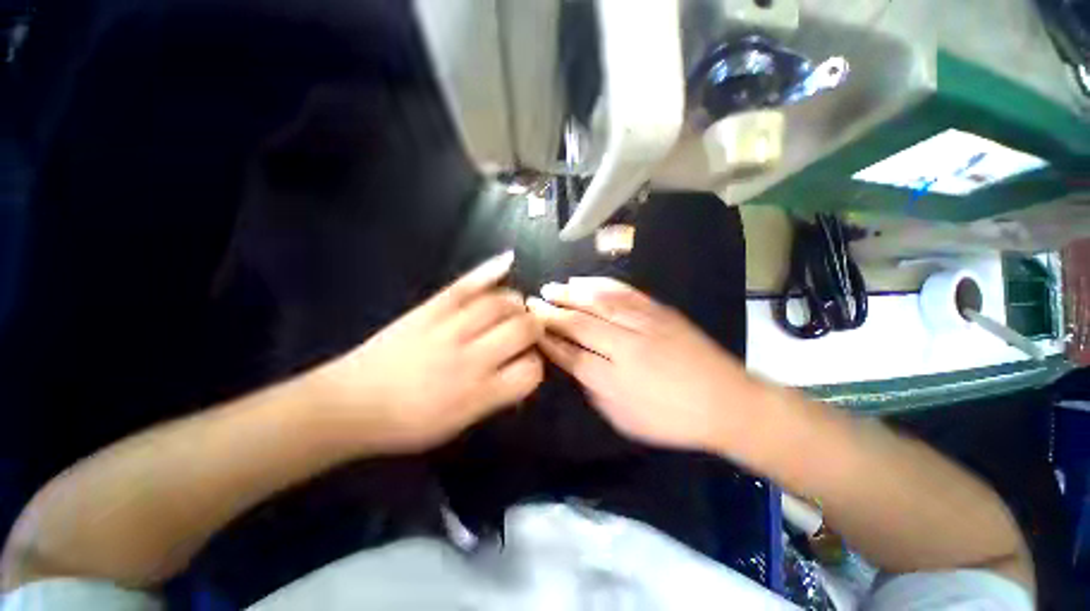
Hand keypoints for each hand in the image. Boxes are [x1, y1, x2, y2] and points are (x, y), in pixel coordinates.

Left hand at [309, 252, 543, 452]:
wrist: (349, 405)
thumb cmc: (407, 424)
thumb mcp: (459, 423)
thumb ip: (497, 394)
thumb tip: (522, 368)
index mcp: (479, 394)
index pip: (530, 370)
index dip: (535, 364)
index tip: (527, 362)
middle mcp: (471, 359)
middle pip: (523, 329)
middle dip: (533, 327)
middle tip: (527, 330)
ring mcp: (449, 329)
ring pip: (501, 303)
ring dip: (516, 303)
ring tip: (514, 308)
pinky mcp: (429, 309)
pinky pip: (465, 286)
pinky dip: (489, 271)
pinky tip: (509, 260)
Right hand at [528, 278, 753, 452]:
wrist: (728, 402)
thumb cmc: (672, 419)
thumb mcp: (624, 418)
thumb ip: (594, 389)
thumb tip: (573, 365)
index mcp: (612, 379)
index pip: (568, 353)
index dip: (546, 338)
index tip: (530, 326)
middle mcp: (623, 346)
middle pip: (578, 323)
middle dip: (551, 312)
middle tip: (531, 301)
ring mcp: (643, 324)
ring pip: (597, 303)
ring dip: (570, 293)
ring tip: (551, 287)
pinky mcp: (659, 311)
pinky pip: (623, 292)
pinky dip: (599, 284)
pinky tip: (584, 281)